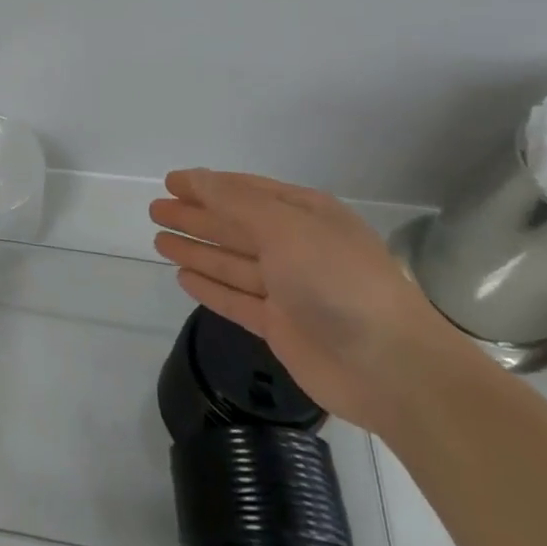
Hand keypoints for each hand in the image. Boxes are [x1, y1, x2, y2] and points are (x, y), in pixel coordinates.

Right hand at [150, 169, 457, 431]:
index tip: (170, 182)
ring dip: (197, 249)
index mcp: (306, 215)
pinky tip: (184, 277)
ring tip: (159, 239)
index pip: (247, 192)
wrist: (390, 367)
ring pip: (231, 262)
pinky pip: (236, 299)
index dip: (207, 185)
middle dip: (196, 216)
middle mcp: (297, 247)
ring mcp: (289, 288)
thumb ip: (235, 202)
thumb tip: (195, 178)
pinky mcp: (281, 326)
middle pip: (235, 225)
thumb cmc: (337, 281)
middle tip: (156, 210)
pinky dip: (211, 287)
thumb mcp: (285, 227)